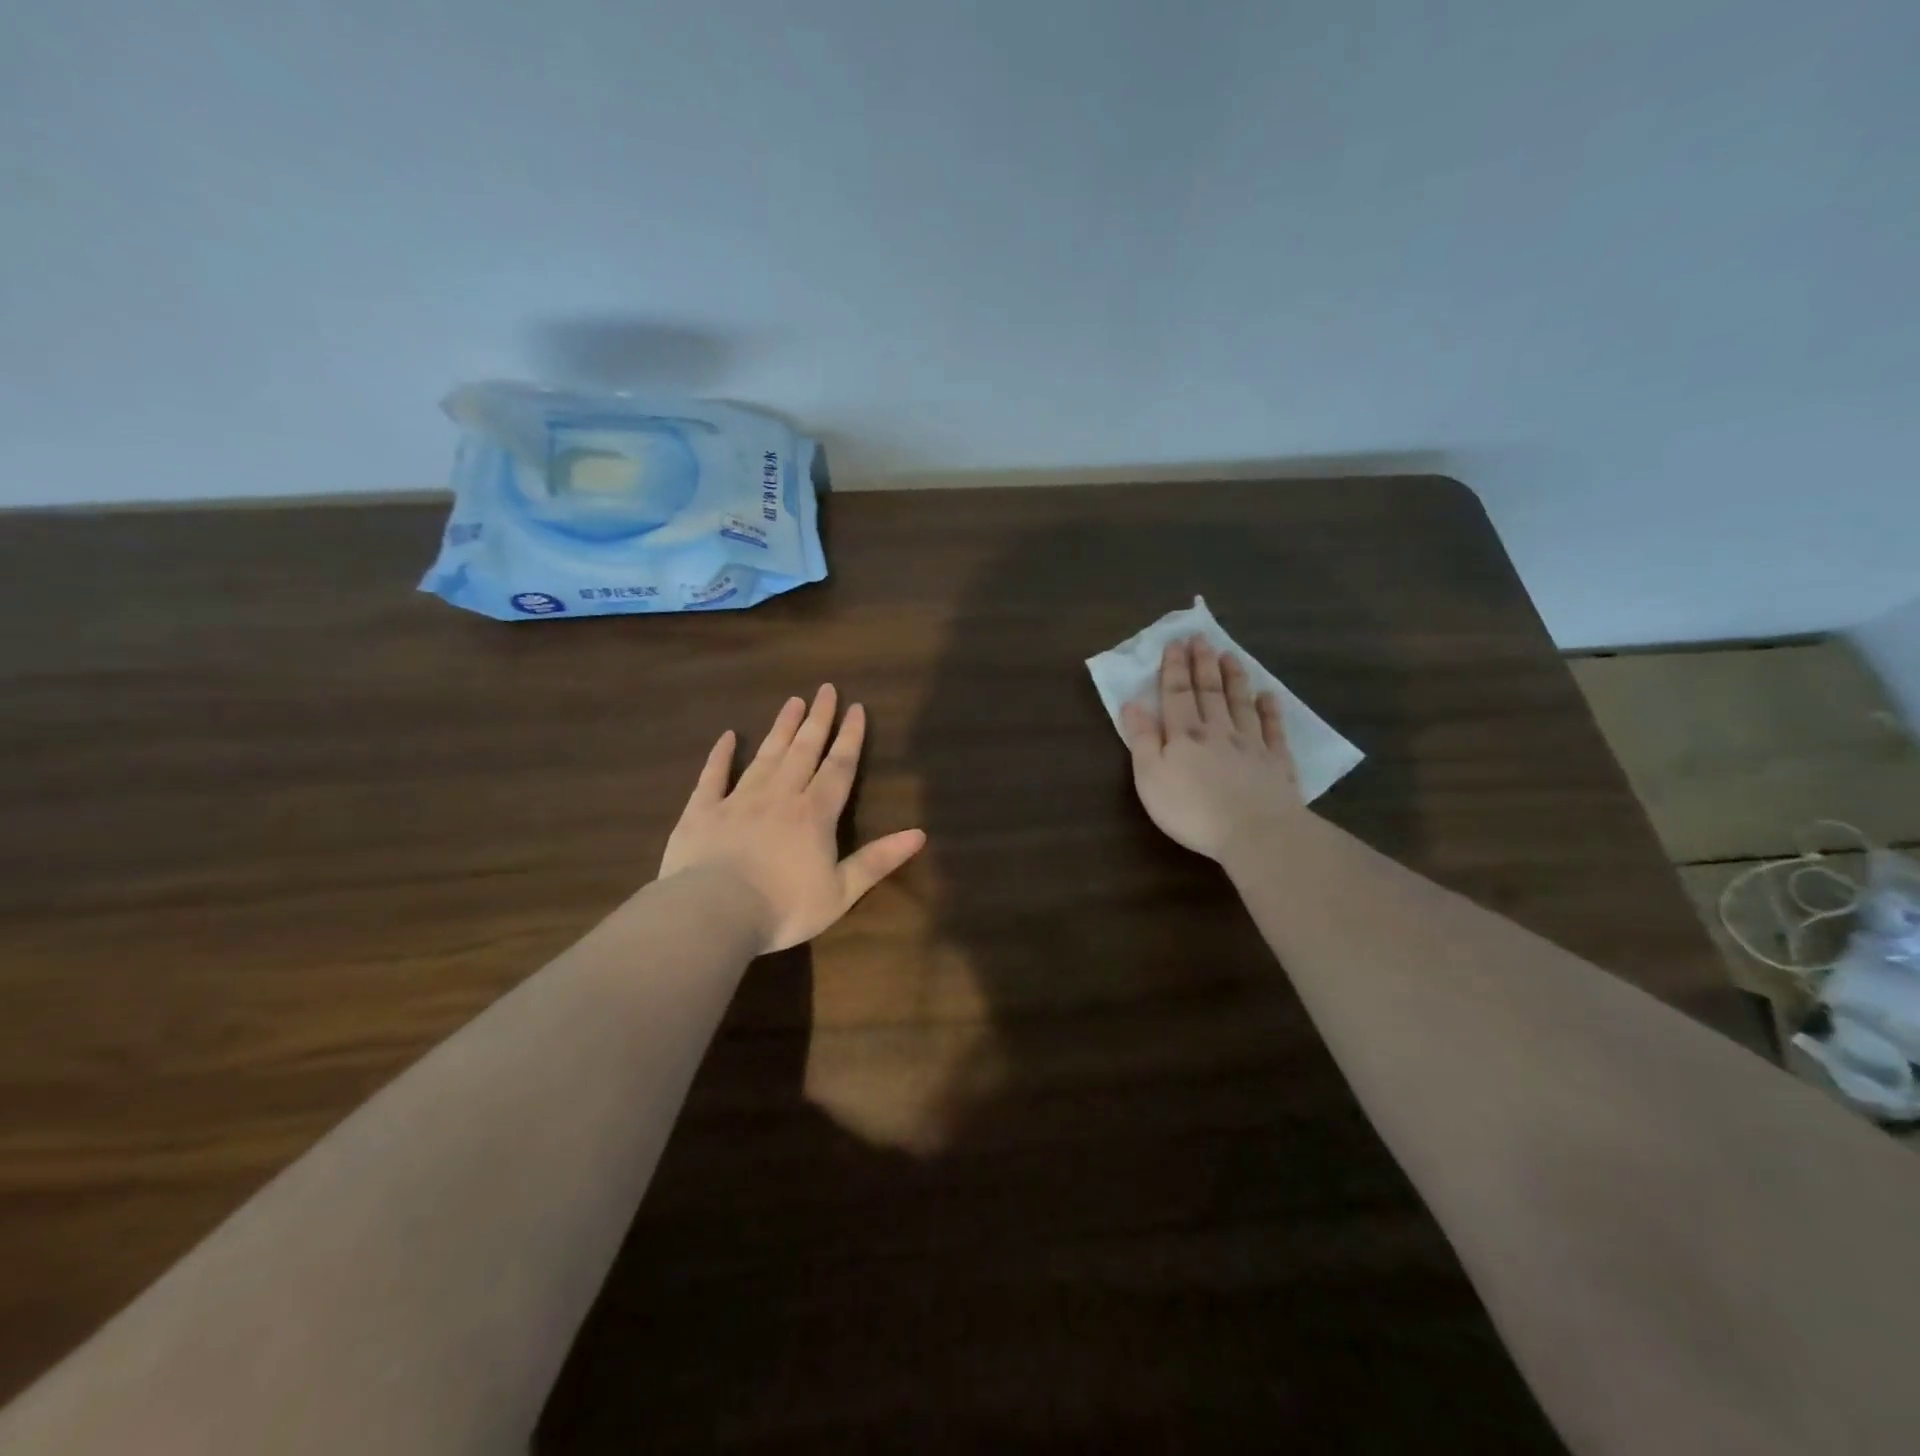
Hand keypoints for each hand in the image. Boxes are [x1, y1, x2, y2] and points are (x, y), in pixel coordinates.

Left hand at [660, 685, 926, 952]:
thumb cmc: (784, 907)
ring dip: (781, 728)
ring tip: (792, 701)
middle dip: (818, 719)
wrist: (713, 913)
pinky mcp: (702, 811)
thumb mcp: (841, 891)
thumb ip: (878, 860)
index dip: (850, 737)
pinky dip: (721, 755)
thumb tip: (920, 833)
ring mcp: (738, 800)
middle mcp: (780, 796)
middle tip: (826, 689)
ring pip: (766, 756)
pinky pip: (713, 776)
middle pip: (803, 750)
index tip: (856, 708)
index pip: (838, 767)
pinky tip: (727, 737)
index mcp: (815, 813)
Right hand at [1119, 636, 1303, 860]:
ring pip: (1241, 703)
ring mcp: (1251, 745)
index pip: (1176, 694)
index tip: (1175, 642)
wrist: (1254, 832)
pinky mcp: (1276, 763)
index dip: (1174, 668)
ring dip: (1234, 678)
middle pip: (1209, 692)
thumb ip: (1142, 739)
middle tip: (1201, 638)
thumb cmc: (1191, 809)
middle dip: (1202, 663)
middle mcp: (1218, 731)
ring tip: (1230, 655)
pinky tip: (1269, 696)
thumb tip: (1132, 704)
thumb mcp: (1150, 777)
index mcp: (1184, 735)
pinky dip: (1270, 710)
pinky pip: (1273, 729)